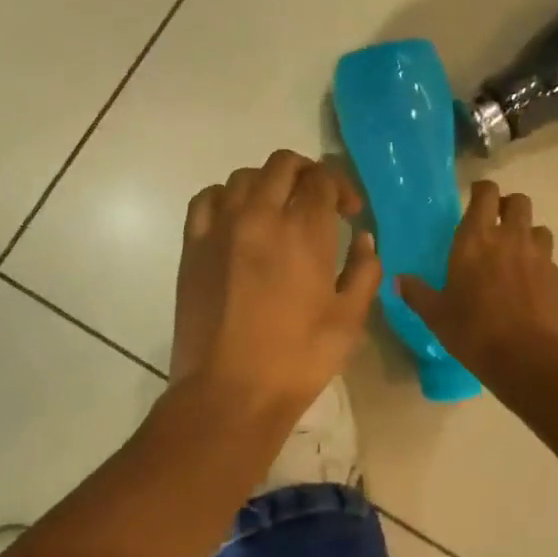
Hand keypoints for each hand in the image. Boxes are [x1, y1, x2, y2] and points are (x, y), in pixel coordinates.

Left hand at [170, 150, 380, 425]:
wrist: (230, 391)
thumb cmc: (297, 359)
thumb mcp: (349, 319)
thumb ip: (364, 271)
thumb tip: (364, 239)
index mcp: (304, 230)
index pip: (322, 179)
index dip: (341, 188)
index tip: (350, 213)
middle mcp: (260, 215)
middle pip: (283, 164)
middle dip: (308, 174)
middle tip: (319, 201)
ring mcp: (221, 226)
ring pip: (244, 176)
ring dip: (269, 183)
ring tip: (279, 210)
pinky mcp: (193, 245)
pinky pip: (207, 198)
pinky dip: (226, 196)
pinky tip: (238, 218)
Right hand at [397, 180, 557, 372]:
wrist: (527, 358)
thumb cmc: (473, 330)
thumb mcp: (436, 314)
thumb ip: (417, 293)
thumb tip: (398, 280)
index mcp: (476, 239)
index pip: (485, 193)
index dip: (482, 191)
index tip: (475, 199)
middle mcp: (511, 238)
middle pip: (519, 202)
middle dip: (509, 207)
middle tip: (497, 225)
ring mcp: (540, 257)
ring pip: (540, 229)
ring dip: (528, 236)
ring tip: (517, 257)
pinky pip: (551, 263)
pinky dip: (541, 269)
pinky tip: (531, 290)